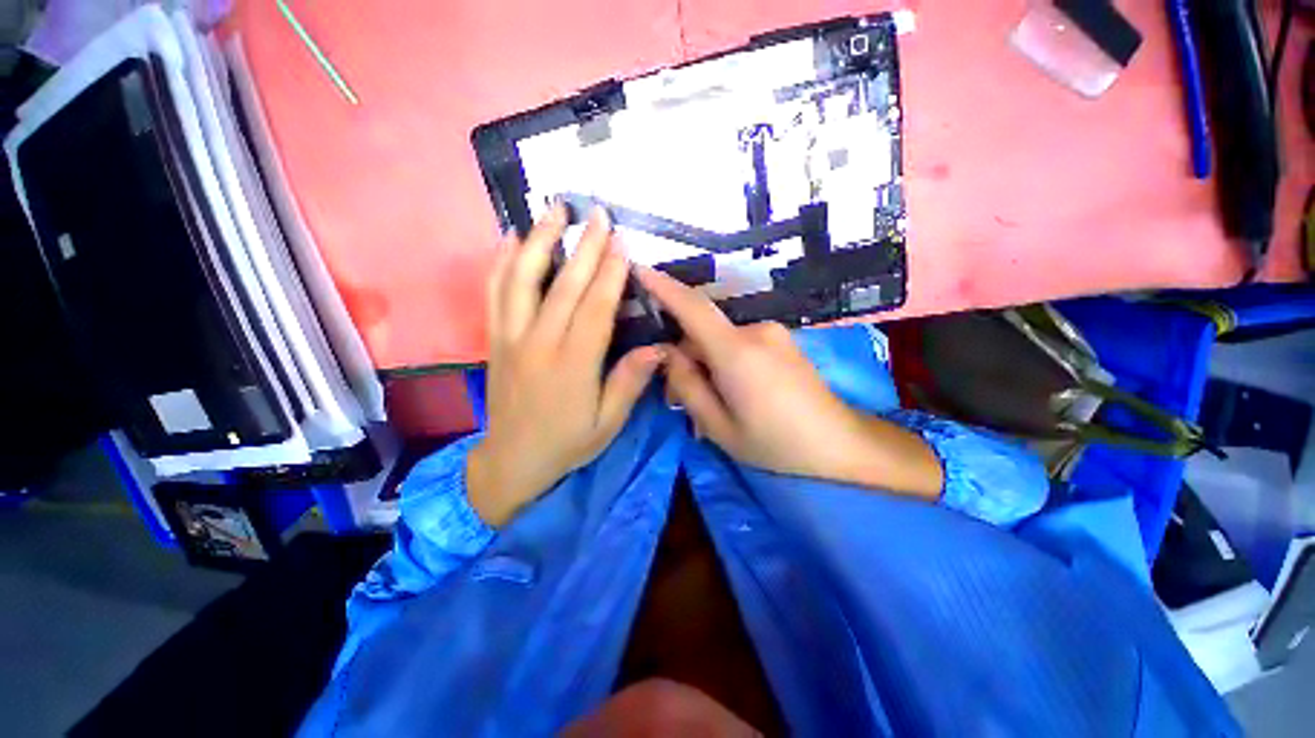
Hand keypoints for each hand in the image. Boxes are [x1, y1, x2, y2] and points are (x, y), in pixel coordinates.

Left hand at [467, 206, 666, 526]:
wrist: (512, 459)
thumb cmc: (565, 443)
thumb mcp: (606, 425)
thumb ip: (629, 383)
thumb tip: (660, 347)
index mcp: (572, 366)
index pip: (594, 308)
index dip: (609, 272)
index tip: (622, 241)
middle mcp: (538, 344)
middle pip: (562, 285)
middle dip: (583, 245)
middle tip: (598, 213)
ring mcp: (511, 337)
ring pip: (521, 280)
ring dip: (539, 240)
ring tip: (554, 209)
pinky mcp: (494, 338)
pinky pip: (494, 294)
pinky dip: (500, 262)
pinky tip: (511, 237)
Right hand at [637, 266, 942, 497]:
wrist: (837, 440)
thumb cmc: (777, 443)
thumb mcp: (720, 428)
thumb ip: (687, 387)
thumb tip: (667, 354)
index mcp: (736, 351)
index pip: (691, 307)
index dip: (662, 286)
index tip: (636, 267)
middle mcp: (755, 331)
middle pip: (703, 332)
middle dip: (686, 359)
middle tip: (679, 402)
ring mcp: (773, 333)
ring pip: (722, 341)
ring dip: (709, 365)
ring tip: (714, 407)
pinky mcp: (784, 341)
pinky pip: (742, 345)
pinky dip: (729, 364)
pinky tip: (737, 397)